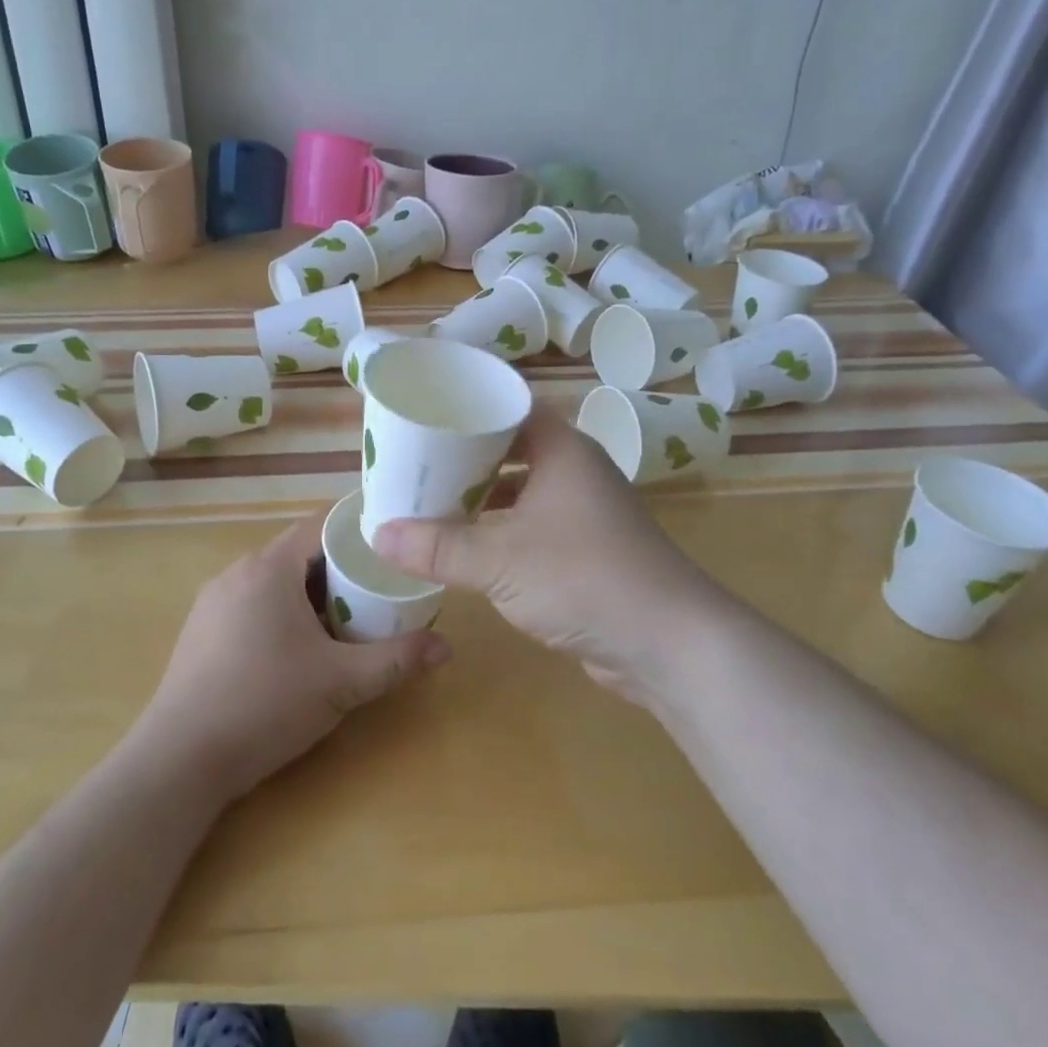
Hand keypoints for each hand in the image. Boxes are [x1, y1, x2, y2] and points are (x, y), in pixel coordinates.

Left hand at [138, 514, 450, 800]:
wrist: (179, 761)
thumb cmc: (265, 704)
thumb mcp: (341, 683)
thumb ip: (396, 660)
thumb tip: (447, 647)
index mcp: (269, 568)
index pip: (321, 527)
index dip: (358, 535)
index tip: (390, 553)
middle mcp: (237, 572)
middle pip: (299, 554)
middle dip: (339, 572)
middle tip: (376, 597)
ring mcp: (213, 602)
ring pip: (274, 582)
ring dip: (309, 596)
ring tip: (343, 626)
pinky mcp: (200, 631)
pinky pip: (251, 604)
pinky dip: (281, 614)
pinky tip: (295, 653)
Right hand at [373, 406, 726, 705]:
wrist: (669, 643)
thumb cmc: (583, 578)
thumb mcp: (500, 561)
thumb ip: (438, 548)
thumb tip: (378, 534)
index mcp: (562, 449)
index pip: (510, 404)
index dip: (468, 404)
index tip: (424, 408)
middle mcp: (575, 470)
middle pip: (512, 446)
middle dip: (464, 454)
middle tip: (415, 457)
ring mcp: (584, 512)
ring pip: (522, 488)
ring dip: (481, 495)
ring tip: (430, 498)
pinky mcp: (586, 550)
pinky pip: (532, 524)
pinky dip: (500, 529)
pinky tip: (467, 545)